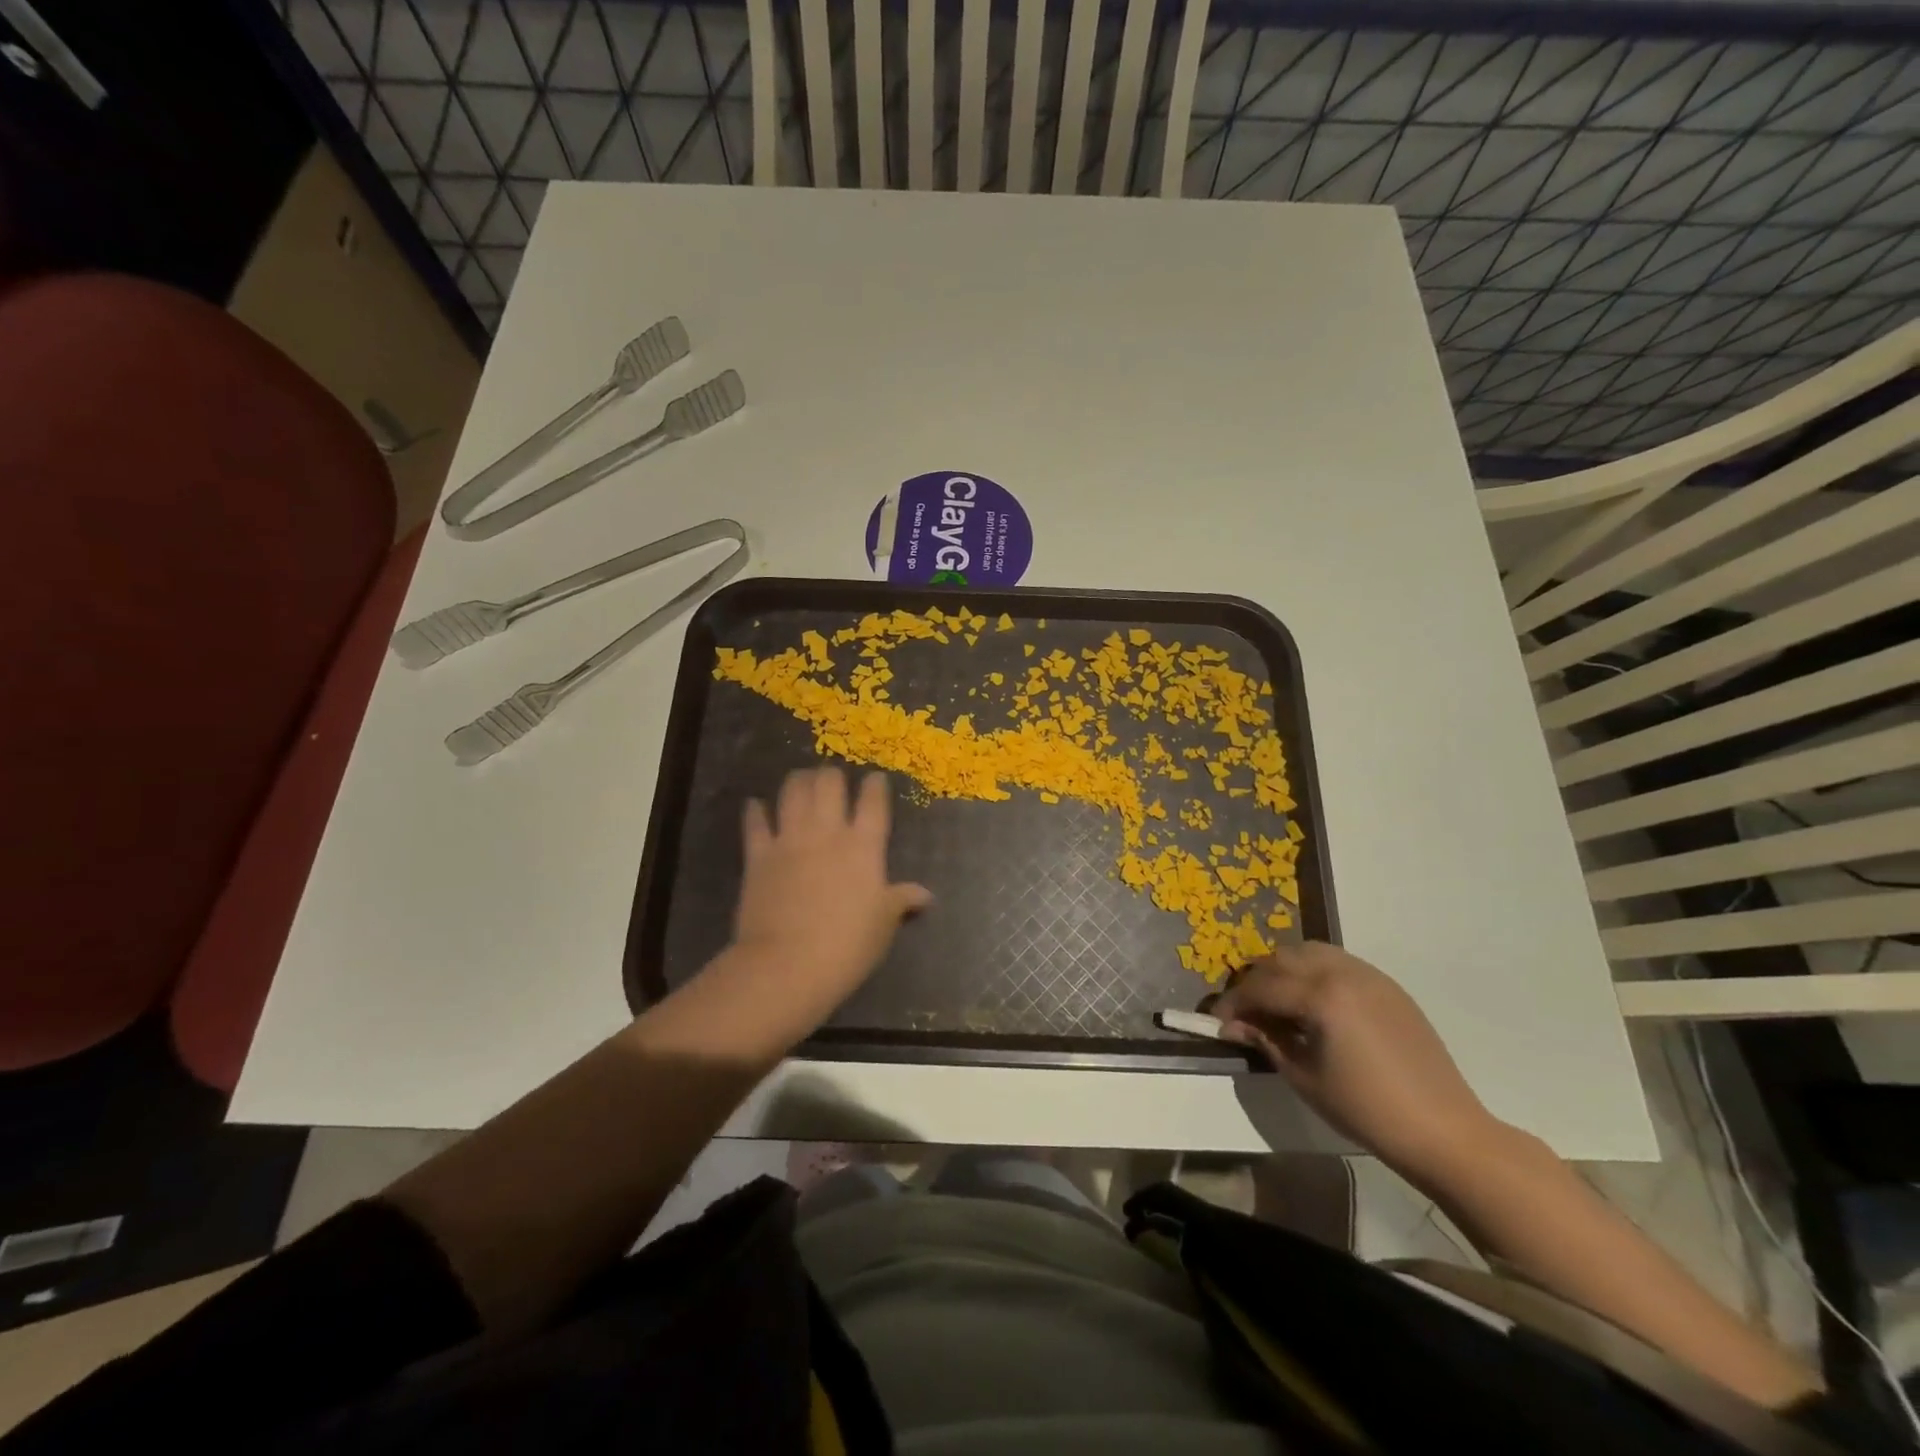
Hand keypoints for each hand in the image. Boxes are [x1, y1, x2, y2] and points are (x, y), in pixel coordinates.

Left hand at [726, 767, 931, 1034]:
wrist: (787, 965)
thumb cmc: (847, 946)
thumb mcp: (884, 925)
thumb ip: (902, 901)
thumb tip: (926, 895)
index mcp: (864, 846)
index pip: (873, 803)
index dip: (875, 786)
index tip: (876, 778)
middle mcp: (827, 833)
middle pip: (829, 785)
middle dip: (832, 776)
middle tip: (833, 778)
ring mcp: (790, 840)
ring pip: (793, 793)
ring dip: (798, 781)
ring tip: (801, 778)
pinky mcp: (758, 856)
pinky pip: (755, 823)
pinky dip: (755, 811)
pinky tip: (756, 804)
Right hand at [1213, 942, 1506, 1183]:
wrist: (1443, 1130)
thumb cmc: (1366, 1110)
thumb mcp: (1304, 1077)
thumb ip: (1266, 1040)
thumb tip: (1233, 1024)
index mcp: (1322, 996)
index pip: (1262, 987)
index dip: (1233, 1002)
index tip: (1217, 1020)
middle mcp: (1343, 972)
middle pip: (1281, 960)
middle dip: (1256, 982)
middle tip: (1246, 1012)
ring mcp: (1369, 975)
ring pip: (1309, 952)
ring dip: (1284, 970)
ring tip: (1278, 1002)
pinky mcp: (1387, 985)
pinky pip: (1337, 962)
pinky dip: (1314, 972)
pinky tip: (1313, 1004)